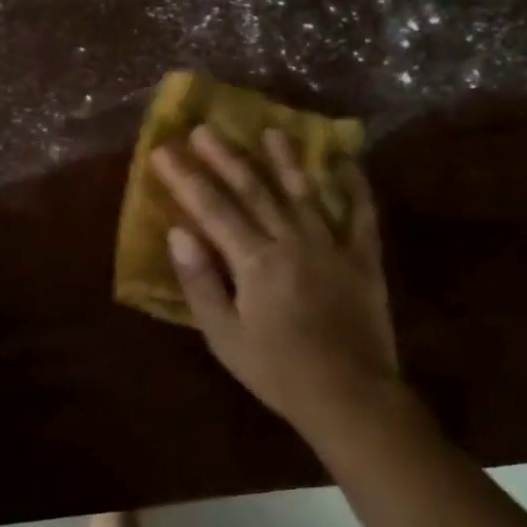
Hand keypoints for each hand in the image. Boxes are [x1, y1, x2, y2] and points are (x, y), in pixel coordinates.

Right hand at [151, 126, 403, 440]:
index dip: (185, 178)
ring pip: (303, 192)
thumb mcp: (225, 337)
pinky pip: (360, 215)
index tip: (163, 151)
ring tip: (270, 130)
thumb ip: (201, 282)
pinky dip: (354, 187)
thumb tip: (178, 232)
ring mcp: (332, 246)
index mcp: (255, 261)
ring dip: (284, 159)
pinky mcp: (363, 259)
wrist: (350, 398)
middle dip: (225, 158)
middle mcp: (292, 241)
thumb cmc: (278, 371)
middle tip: (204, 128)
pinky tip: (346, 162)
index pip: (212, 209)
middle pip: (254, 190)